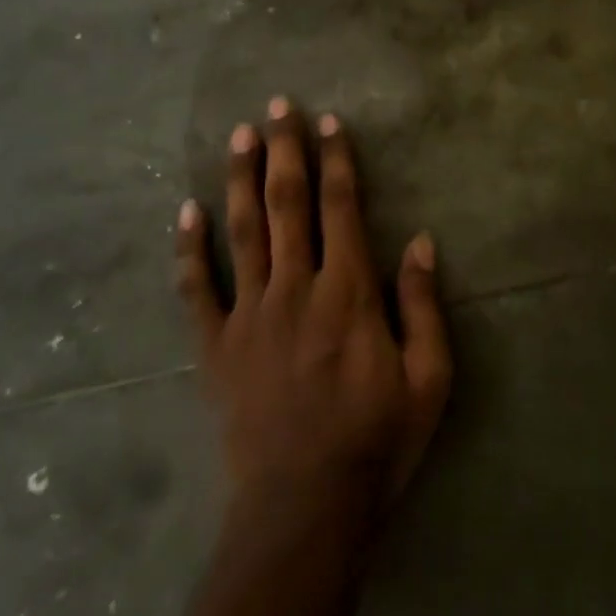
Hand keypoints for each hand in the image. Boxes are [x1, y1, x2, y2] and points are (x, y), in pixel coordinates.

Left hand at [178, 99, 451, 525]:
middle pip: (288, 205)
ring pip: (243, 232)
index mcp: (348, 293)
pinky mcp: (216, 347)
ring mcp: (249, 316)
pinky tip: (186, 212)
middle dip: (285, 151)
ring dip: (241, 179)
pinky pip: (197, 290)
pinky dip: (189, 249)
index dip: (337, 161)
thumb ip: (423, 306)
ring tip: (238, 136)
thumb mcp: (429, 378)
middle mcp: (295, 289)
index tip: (330, 123)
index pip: (341, 208)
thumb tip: (422, 242)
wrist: (303, 508)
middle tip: (278, 107)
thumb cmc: (376, 440)